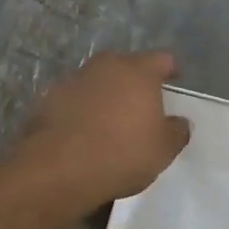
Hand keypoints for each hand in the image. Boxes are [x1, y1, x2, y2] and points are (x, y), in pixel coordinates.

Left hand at [13, 50, 191, 211]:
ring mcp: (74, 80)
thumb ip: (176, 131)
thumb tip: (180, 122)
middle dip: (135, 80)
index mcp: (138, 72)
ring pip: (98, 80)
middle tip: (142, 102)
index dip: (170, 69)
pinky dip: (82, 109)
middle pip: (126, 65)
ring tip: (111, 119)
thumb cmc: (122, 153)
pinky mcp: (48, 99)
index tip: (174, 79)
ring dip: (106, 94)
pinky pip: (75, 99)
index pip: (162, 59)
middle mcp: (106, 67)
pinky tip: (84, 131)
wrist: (58, 168)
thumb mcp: (163, 149)